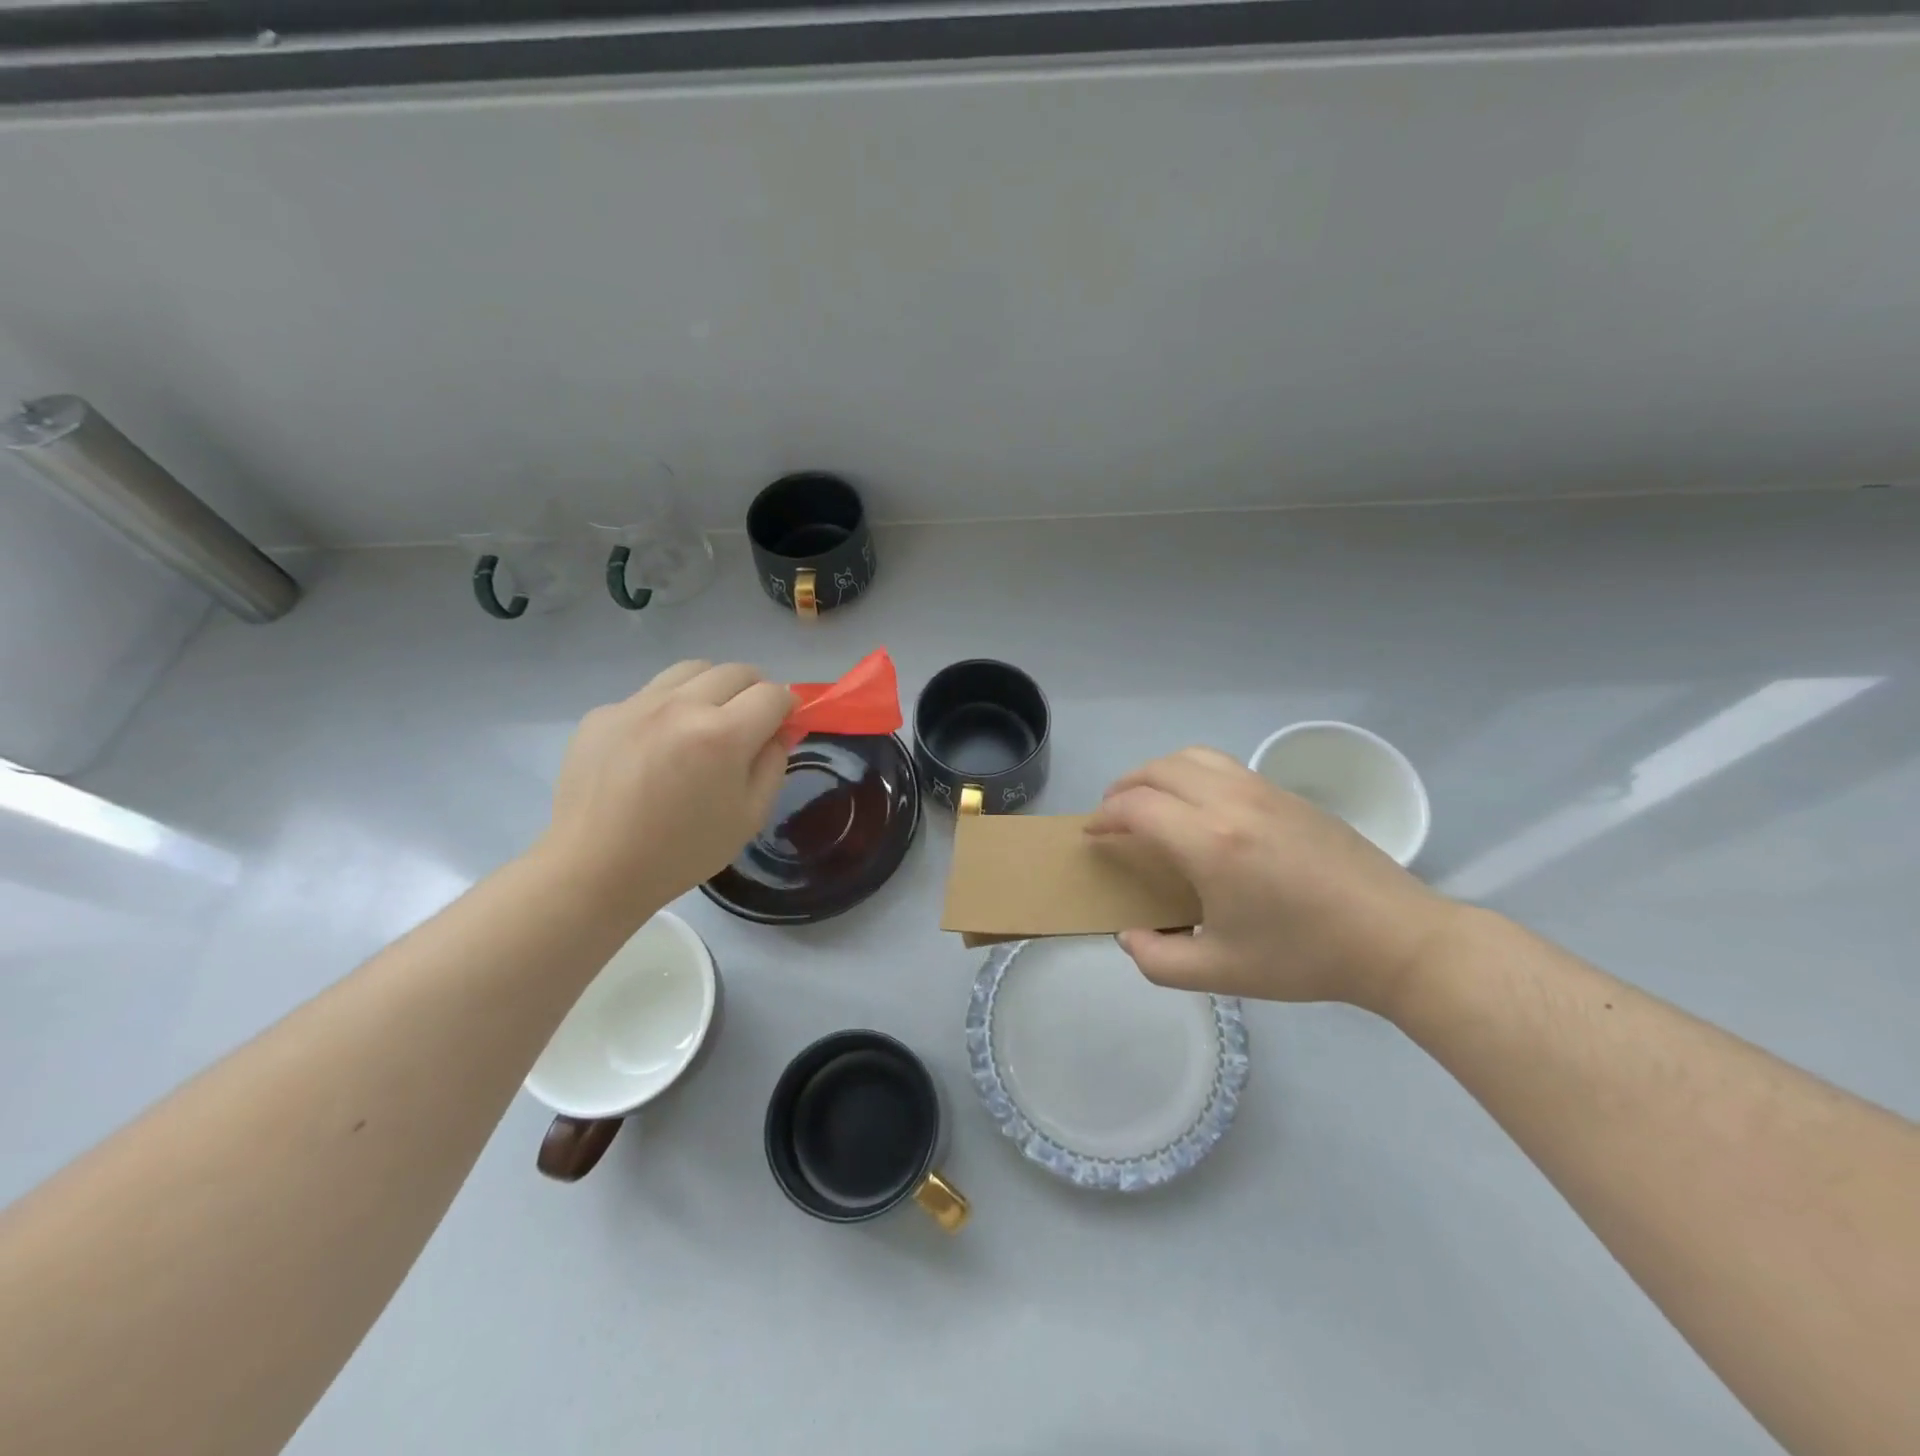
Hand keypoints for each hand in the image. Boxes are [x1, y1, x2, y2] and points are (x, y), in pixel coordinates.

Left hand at [536, 661, 795, 920]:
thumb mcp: (748, 816)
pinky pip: (650, 693)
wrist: (595, 868)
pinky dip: (669, 707)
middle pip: (736, 671)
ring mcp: (637, 704)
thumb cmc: (682, 851)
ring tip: (706, 721)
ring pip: (692, 669)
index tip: (784, 724)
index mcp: (723, 735)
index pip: (773, 694)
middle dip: (755, 690)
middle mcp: (681, 706)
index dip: (788, 706)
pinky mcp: (604, 712)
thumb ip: (773, 764)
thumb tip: (782, 729)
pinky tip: (658, 746)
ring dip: (713, 687)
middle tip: (750, 722)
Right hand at [1087, 747, 1461, 1011]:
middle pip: (1157, 770)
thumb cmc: (1304, 957)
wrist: (1394, 938)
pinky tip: (1199, 807)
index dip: (1104, 817)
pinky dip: (1192, 774)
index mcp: (1208, 842)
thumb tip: (1130, 935)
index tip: (1092, 835)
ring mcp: (1262, 790)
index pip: (1135, 807)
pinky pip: (1223, 766)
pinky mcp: (1286, 792)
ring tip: (1149, 800)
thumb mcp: (1221, 973)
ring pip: (1192, 757)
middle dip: (1123, 787)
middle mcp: (1229, 802)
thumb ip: (1158, 960)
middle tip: (1112, 815)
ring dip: (1157, 772)